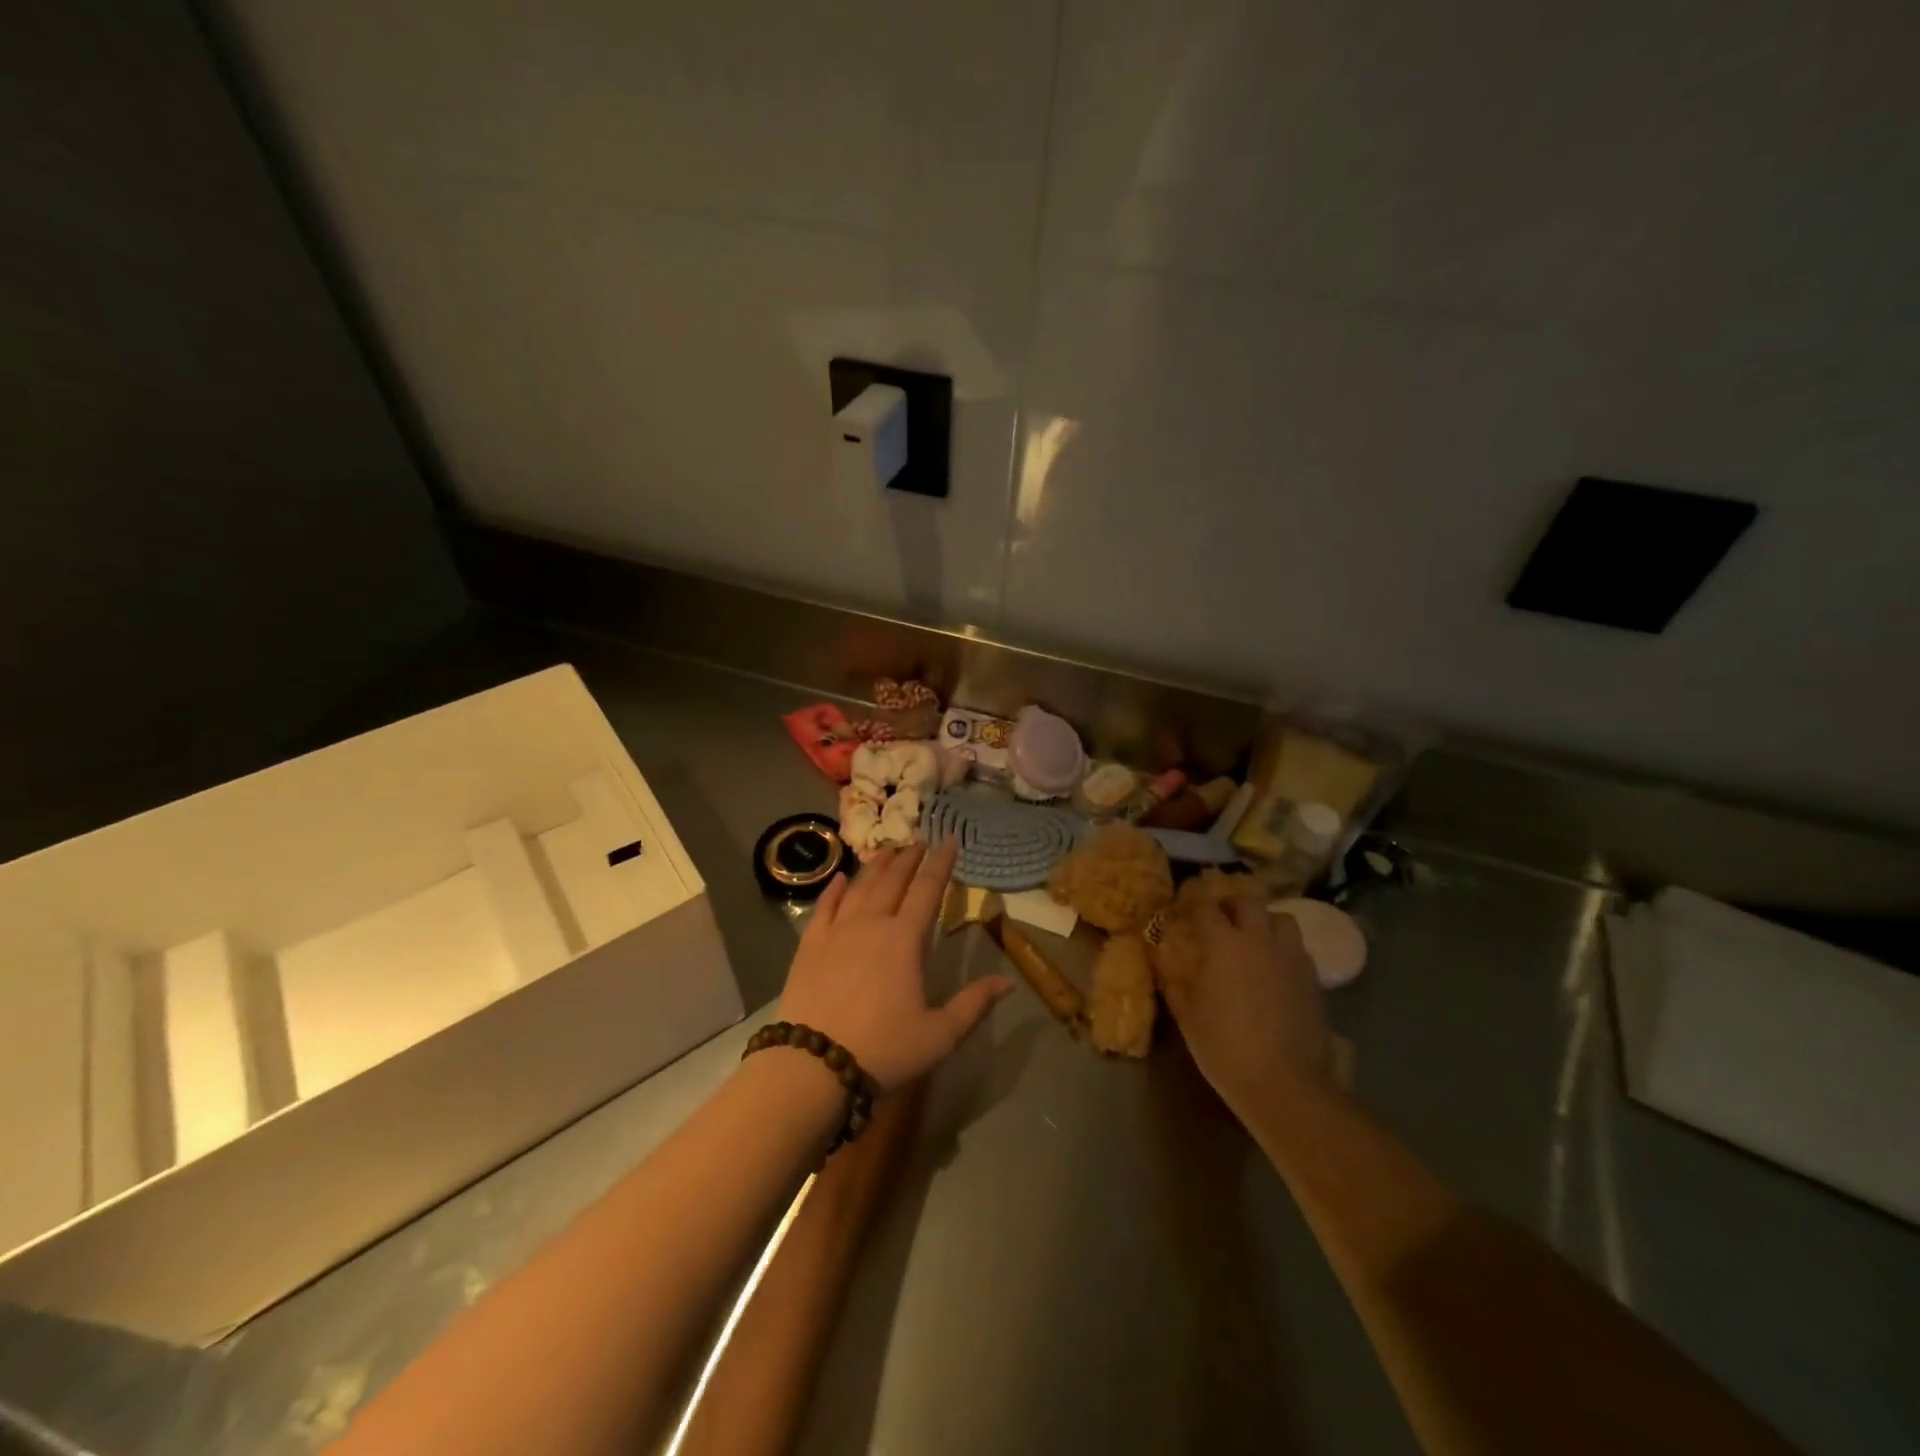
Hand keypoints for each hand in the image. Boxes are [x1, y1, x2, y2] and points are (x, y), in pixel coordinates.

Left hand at [777, 841, 1012, 1091]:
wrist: (812, 1065)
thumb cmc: (883, 1050)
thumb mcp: (939, 1035)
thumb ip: (973, 1005)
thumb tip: (1008, 983)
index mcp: (905, 940)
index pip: (928, 889)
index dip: (941, 863)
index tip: (950, 840)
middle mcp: (871, 924)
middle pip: (893, 880)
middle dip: (909, 858)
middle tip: (920, 842)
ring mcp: (837, 931)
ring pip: (860, 887)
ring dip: (876, 866)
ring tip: (888, 850)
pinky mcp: (810, 945)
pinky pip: (825, 907)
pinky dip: (835, 890)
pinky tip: (840, 880)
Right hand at [1160, 893, 1332, 1113]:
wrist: (1284, 1083)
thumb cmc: (1225, 1047)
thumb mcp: (1187, 1015)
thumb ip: (1174, 981)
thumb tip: (1161, 960)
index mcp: (1224, 944)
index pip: (1206, 908)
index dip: (1193, 903)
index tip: (1184, 906)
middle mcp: (1259, 940)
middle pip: (1248, 902)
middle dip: (1231, 903)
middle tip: (1220, 916)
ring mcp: (1291, 958)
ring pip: (1281, 919)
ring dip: (1265, 921)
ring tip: (1254, 937)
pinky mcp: (1313, 979)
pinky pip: (1297, 948)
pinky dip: (1283, 947)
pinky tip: (1274, 968)